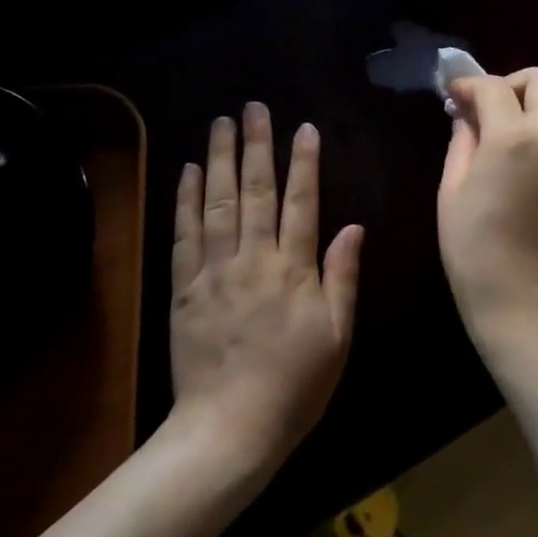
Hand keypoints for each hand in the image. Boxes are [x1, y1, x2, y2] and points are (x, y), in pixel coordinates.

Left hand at [170, 103, 361, 475]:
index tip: (303, 128)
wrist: (229, 428)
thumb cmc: (295, 386)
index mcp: (294, 270)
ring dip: (220, 159)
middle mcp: (253, 259)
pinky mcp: (184, 288)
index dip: (303, 163)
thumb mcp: (337, 337)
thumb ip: (342, 277)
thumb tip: (352, 226)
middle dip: (256, 146)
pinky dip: (186, 200)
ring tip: (221, 123)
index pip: (301, 203)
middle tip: (254, 108)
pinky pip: (184, 235)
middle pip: (255, 191)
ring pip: (218, 203)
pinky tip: (189, 171)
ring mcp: (214, 271)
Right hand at [438, 69, 537, 355]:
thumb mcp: (452, 192)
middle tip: (487, 105)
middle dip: (513, 81)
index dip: (468, 85)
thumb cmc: (474, 249)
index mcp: (514, 140)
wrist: (523, 301)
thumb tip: (466, 118)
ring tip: (511, 125)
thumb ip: (462, 144)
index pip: (494, 88)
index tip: (452, 94)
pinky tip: (525, 150)